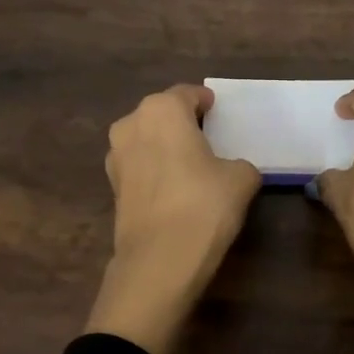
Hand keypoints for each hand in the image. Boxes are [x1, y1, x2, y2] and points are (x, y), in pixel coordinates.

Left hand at [84, 84, 261, 353]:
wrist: (160, 259)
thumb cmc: (204, 205)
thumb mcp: (241, 178)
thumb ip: (239, 164)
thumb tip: (232, 170)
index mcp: (162, 109)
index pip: (188, 94)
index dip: (206, 103)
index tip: (219, 114)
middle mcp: (131, 124)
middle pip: (162, 114)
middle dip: (182, 123)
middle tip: (208, 139)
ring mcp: (115, 156)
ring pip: (147, 140)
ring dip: (165, 146)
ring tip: (191, 166)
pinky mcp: (112, 187)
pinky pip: (140, 167)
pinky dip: (155, 171)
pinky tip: (175, 189)